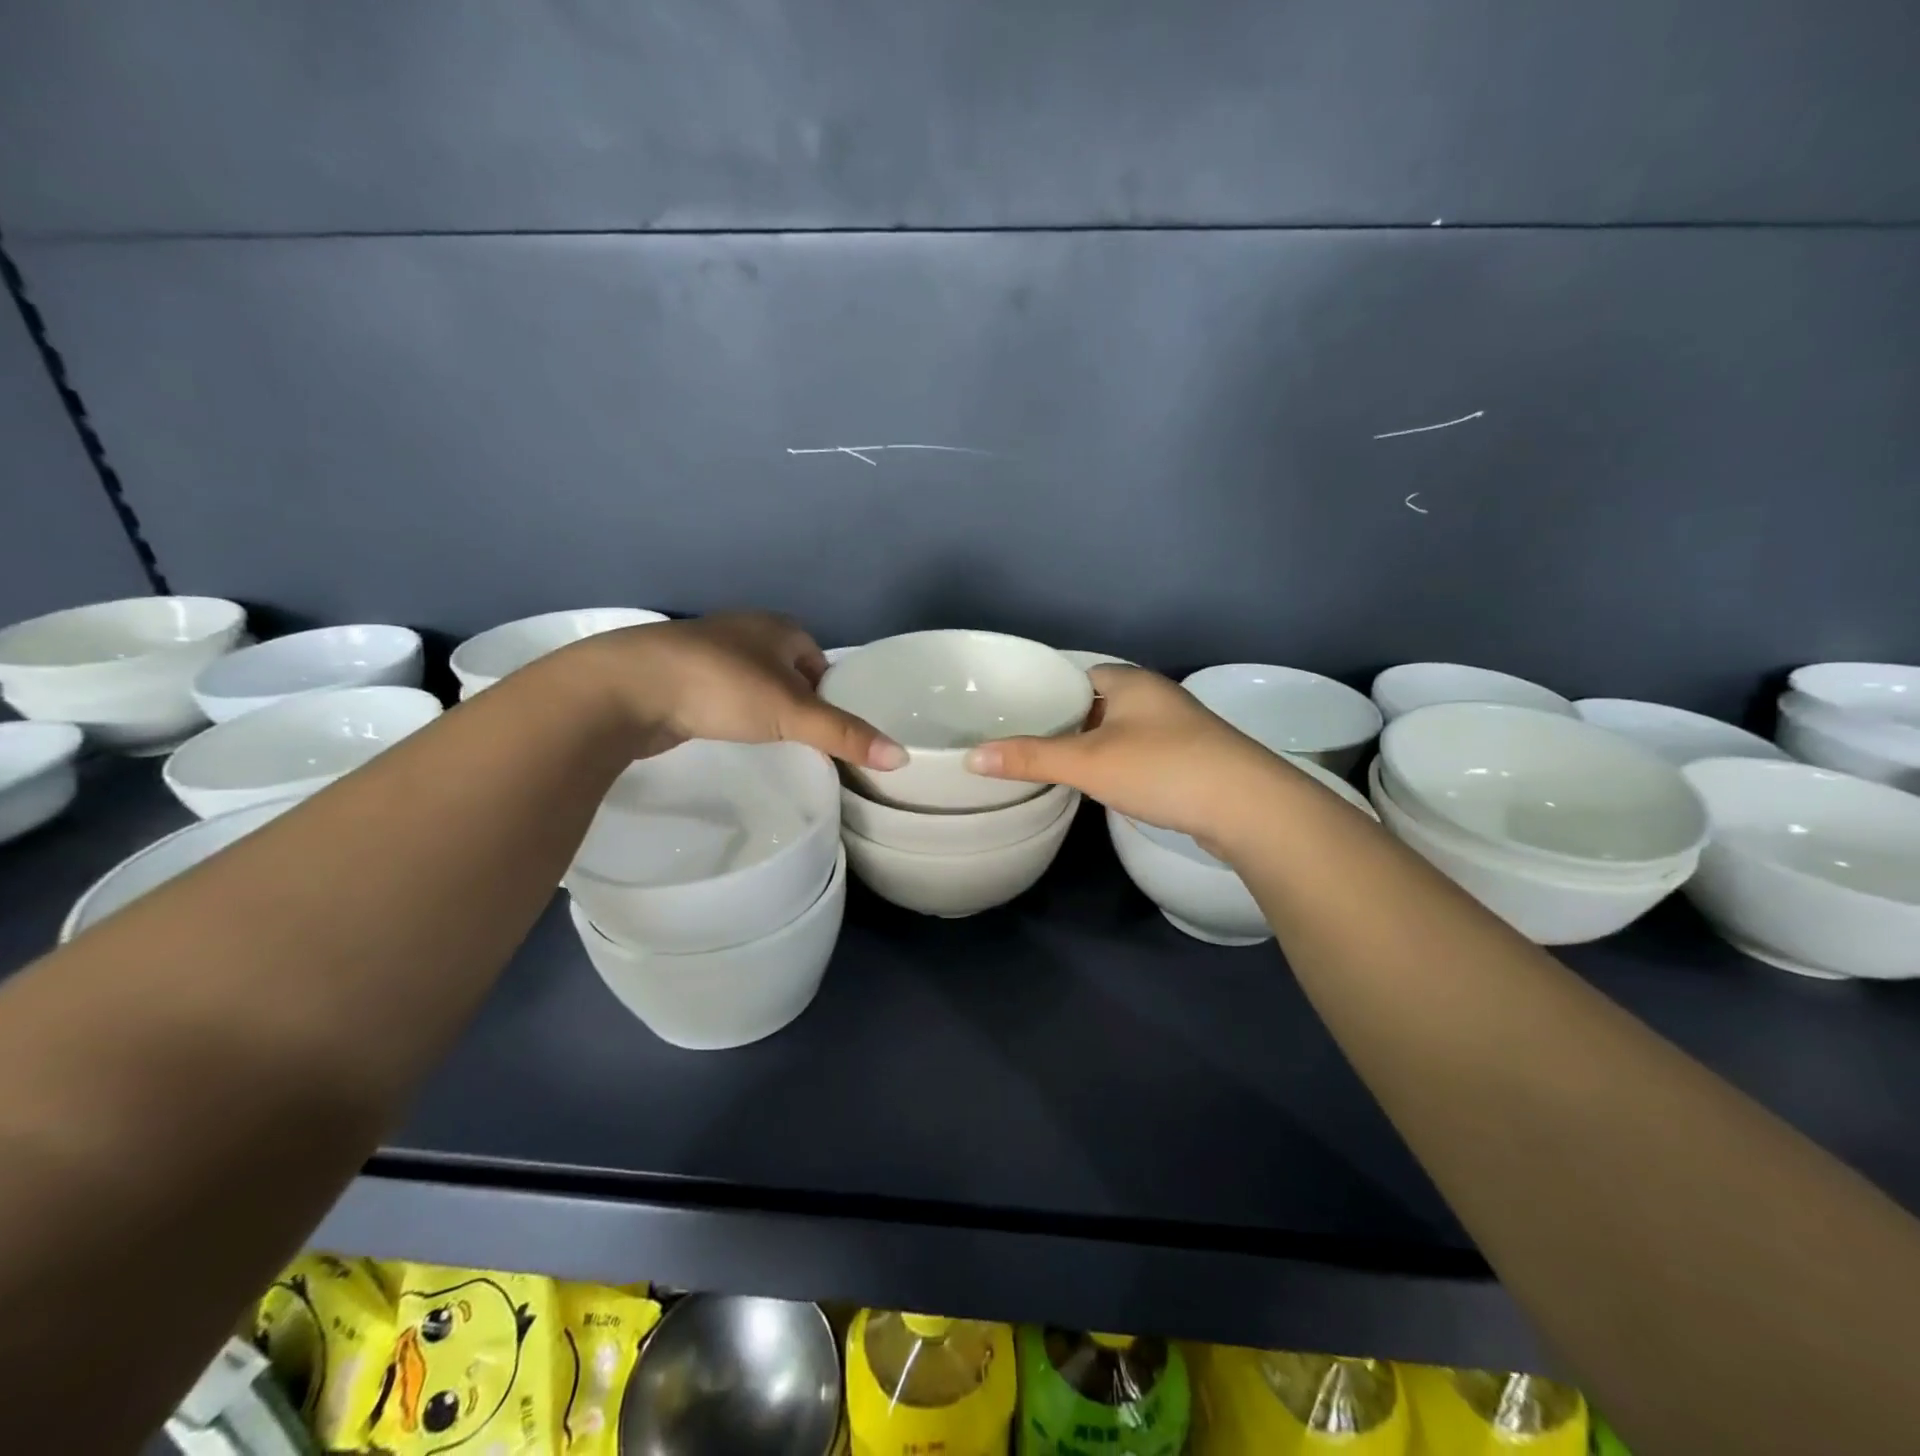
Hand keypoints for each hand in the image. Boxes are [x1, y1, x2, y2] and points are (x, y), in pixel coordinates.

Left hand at [561, 612, 905, 768]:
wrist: (628, 688)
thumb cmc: (722, 686)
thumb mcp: (792, 713)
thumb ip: (845, 734)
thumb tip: (902, 757)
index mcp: (778, 627)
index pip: (819, 658)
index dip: (830, 691)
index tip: (833, 726)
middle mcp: (744, 631)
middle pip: (787, 670)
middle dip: (797, 700)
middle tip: (806, 739)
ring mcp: (706, 652)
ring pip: (751, 682)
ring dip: (762, 706)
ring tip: (771, 740)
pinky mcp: (677, 676)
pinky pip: (720, 694)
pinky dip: (730, 712)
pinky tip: (728, 733)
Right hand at [963, 666, 1282, 841]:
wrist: (1248, 807)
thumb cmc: (1161, 768)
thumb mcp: (1088, 763)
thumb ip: (1031, 758)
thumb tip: (972, 758)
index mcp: (1130, 681)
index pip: (1078, 674)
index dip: (1047, 691)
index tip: (1015, 713)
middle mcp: (1156, 697)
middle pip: (1098, 703)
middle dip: (1067, 721)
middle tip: (1025, 743)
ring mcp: (1178, 729)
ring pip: (1121, 730)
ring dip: (1093, 744)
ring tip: (1054, 765)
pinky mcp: (1192, 760)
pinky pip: (1141, 752)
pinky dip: (1118, 763)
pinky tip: (1102, 784)